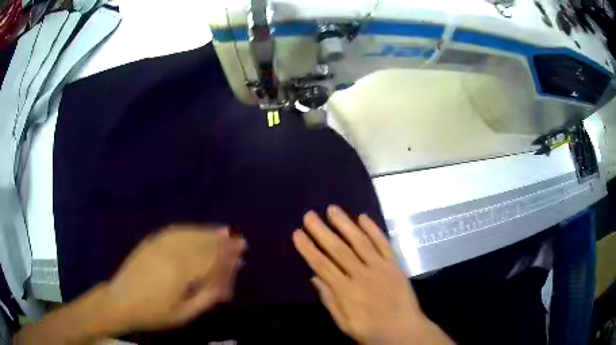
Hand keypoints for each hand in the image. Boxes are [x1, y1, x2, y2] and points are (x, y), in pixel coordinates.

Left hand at [104, 225, 245, 331]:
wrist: (120, 302)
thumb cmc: (154, 314)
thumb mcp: (183, 314)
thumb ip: (206, 298)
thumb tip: (226, 285)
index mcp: (179, 273)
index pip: (210, 260)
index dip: (227, 256)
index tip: (242, 251)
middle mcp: (170, 253)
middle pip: (201, 245)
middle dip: (222, 242)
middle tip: (239, 240)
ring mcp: (158, 244)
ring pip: (189, 235)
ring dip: (208, 232)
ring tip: (224, 231)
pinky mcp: (150, 242)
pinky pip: (174, 231)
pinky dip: (190, 229)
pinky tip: (197, 230)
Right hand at [293, 206, 452, 344]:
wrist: (404, 330)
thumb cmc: (371, 330)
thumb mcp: (344, 323)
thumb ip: (330, 300)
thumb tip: (315, 277)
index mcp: (346, 291)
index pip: (322, 265)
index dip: (308, 249)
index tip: (297, 234)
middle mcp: (361, 275)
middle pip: (339, 250)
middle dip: (322, 231)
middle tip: (309, 215)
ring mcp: (380, 267)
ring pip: (360, 242)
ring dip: (345, 224)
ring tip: (332, 209)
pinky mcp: (394, 265)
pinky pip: (383, 244)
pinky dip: (373, 230)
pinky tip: (363, 217)